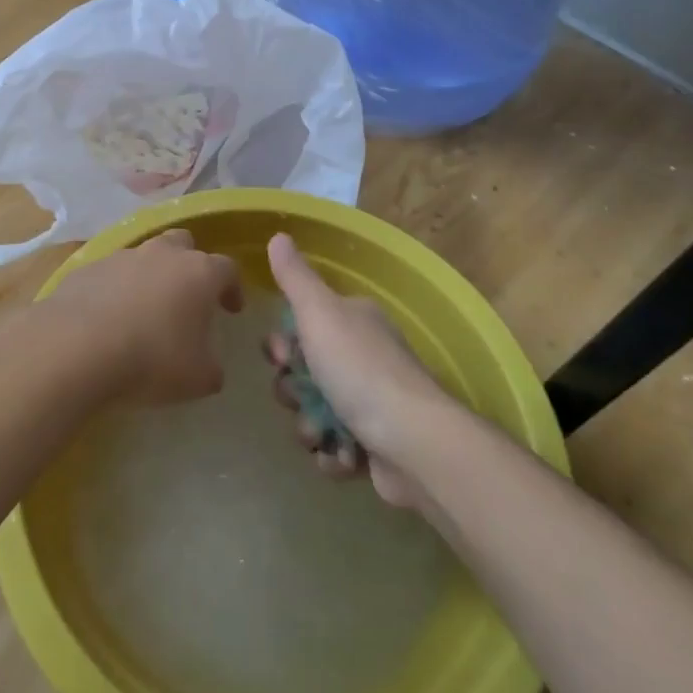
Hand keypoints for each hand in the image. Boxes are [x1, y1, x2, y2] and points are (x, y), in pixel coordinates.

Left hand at [43, 229, 242, 404]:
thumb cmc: (151, 359)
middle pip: (184, 244)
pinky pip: (110, 273)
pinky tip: (109, 317)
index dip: (232, 288)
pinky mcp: (87, 268)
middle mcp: (162, 254)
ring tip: (145, 309)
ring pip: (144, 256)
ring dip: (150, 276)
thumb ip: (211, 368)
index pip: (227, 268)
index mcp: (198, 273)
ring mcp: (121, 256)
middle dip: (190, 264)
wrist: (76, 347)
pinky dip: (116, 289)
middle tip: (188, 296)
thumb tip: (209, 366)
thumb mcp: (198, 379)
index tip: (231, 310)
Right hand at [266, 233, 446, 506]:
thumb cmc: (360, 369)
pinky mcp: (376, 446)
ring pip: (315, 412)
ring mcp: (373, 404)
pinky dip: (333, 455)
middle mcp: (364, 357)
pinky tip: (342, 457)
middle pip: (304, 372)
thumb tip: (278, 235)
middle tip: (299, 397)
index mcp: (354, 321)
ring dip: (310, 427)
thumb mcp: (320, 313)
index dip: (284, 344)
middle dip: (292, 391)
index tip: (283, 356)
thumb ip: (295, 278)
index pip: (303, 325)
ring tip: (322, 435)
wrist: (413, 442)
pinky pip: (336, 448)